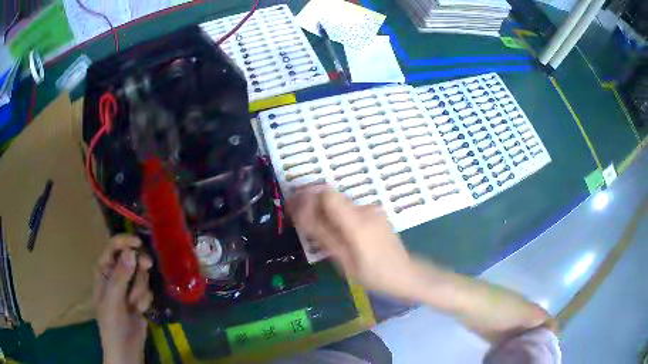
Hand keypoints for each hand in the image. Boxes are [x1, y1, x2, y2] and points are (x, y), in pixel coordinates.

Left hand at [94, 235, 153, 363]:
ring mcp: (128, 286)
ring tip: (134, 305)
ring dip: (140, 290)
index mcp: (104, 270)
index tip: (139, 243)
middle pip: (131, 258)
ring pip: (141, 275)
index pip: (113, 247)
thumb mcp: (113, 299)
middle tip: (147, 266)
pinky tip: (140, 311)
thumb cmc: (112, 323)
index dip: (125, 242)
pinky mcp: (139, 297)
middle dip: (138, 267)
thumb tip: (131, 251)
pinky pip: (147, 289)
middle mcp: (116, 274)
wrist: (126, 348)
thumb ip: (121, 275)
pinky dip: (145, 300)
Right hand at [288, 186, 415, 297]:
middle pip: (332, 195)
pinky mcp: (375, 215)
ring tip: (308, 221)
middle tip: (294, 212)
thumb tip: (302, 215)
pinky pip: (349, 209)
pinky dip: (335, 214)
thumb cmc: (374, 275)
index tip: (292, 203)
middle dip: (311, 199)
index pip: (327, 194)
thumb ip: (324, 235)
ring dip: (322, 207)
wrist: (406, 274)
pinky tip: (329, 227)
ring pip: (340, 202)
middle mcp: (365, 209)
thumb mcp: (345, 261)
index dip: (307, 194)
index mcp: (357, 222)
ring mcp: (372, 210)